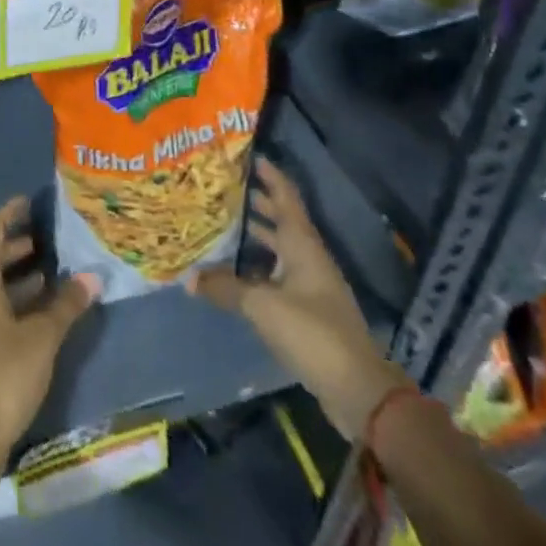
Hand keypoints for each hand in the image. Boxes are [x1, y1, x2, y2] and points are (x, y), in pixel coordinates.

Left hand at [0, 196, 98, 476]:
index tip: (26, 200)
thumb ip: (66, 304)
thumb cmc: (4, 375)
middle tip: (44, 240)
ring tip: (46, 275)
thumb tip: (92, 276)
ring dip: (14, 278)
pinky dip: (9, 302)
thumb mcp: (42, 337)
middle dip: (15, 247)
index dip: (8, 215)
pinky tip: (34, 314)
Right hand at [189, 157, 409, 441]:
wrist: (358, 389)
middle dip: (258, 202)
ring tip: (226, 223)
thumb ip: (225, 288)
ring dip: (259, 235)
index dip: (270, 175)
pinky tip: (239, 272)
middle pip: (283, 220)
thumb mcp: (263, 306)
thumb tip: (188, 277)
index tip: (250, 155)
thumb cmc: (312, 332)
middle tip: (226, 187)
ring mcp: (312, 285)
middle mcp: (309, 257)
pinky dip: (261, 267)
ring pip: (281, 249)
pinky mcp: (310, 311)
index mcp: (303, 244)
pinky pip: (280, 275)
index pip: (286, 197)